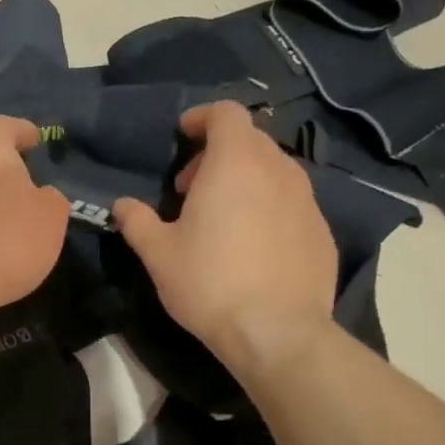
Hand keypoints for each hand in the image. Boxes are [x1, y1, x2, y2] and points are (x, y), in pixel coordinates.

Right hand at [112, 102, 338, 373]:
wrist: (277, 331)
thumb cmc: (209, 282)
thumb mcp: (158, 254)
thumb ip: (137, 222)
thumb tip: (122, 206)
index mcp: (235, 164)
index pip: (226, 113)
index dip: (202, 117)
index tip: (183, 136)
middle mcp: (277, 171)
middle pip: (250, 140)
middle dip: (217, 153)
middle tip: (190, 188)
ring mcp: (307, 201)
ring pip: (273, 171)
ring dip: (244, 180)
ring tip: (221, 217)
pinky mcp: (322, 231)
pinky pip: (291, 203)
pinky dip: (268, 207)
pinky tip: (252, 245)